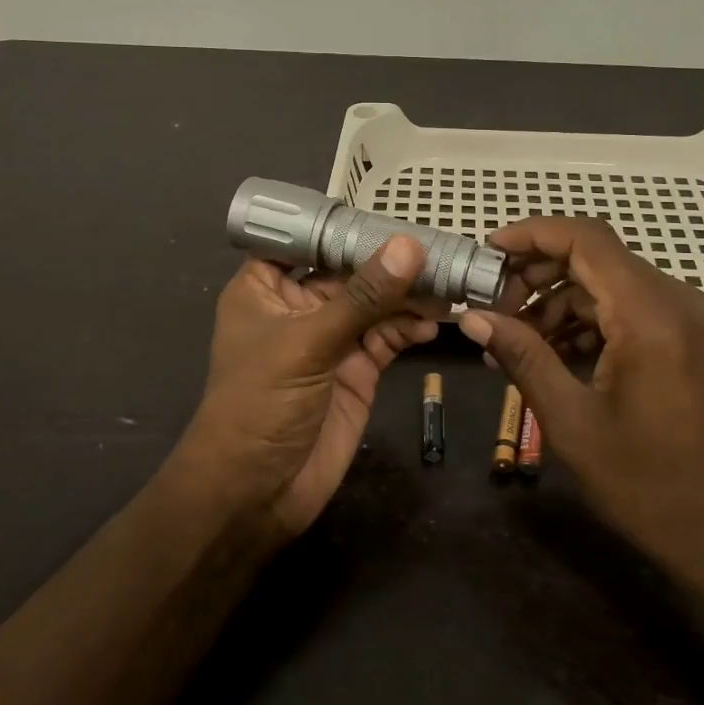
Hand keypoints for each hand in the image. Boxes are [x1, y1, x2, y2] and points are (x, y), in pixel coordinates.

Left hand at [175, 235, 438, 538]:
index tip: (387, 209)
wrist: (256, 494)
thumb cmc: (261, 404)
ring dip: (408, 295)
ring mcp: (330, 339)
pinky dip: (411, 329)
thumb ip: (363, 296)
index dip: (341, 224)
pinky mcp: (357, 369)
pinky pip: (388, 337)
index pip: (304, 239)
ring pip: (375, 303)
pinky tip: (434, 325)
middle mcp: (299, 306)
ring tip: (447, 283)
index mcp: (266, 287)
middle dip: (389, 260)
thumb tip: (409, 245)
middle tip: (437, 247)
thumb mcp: (308, 343)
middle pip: (349, 269)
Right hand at [458, 217, 703, 607]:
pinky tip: (553, 353)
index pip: (585, 238)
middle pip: (596, 256)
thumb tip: (472, 318)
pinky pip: (630, 308)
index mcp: (650, 314)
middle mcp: (677, 300)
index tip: (487, 251)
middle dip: (537, 273)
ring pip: (610, 283)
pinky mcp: (691, 338)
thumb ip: (522, 357)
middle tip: (493, 306)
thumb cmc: (649, 486)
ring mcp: (689, 318)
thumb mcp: (571, 421)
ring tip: (513, 340)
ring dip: (559, 301)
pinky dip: (588, 320)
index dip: (532, 234)